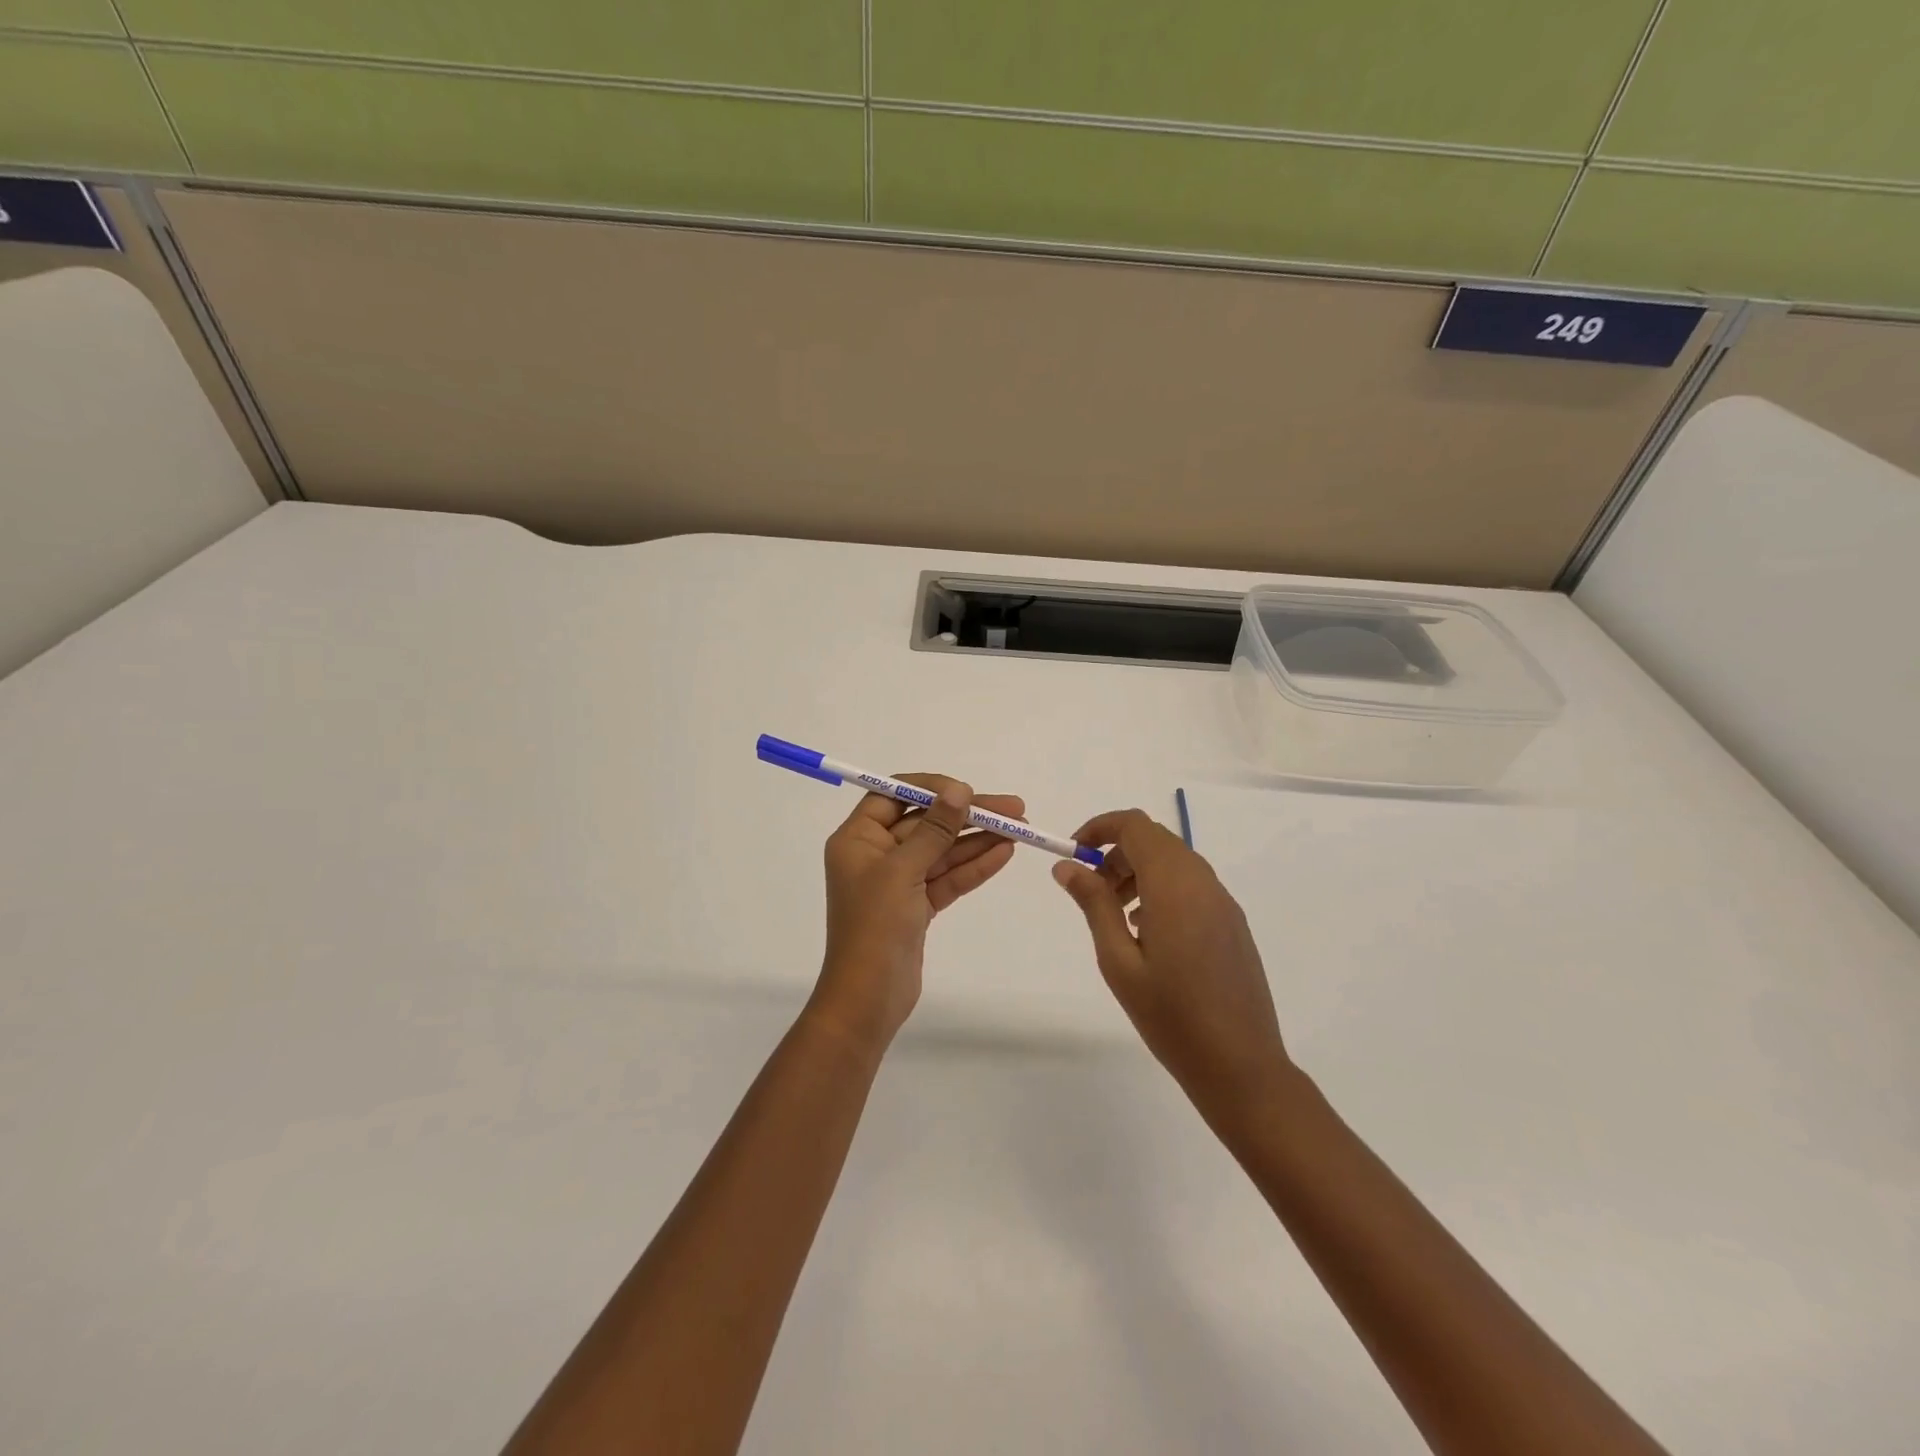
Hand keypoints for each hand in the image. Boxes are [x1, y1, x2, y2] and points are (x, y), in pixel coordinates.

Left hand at [810, 775, 1025, 1054]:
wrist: (868, 999)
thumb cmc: (874, 927)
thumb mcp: (902, 871)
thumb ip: (934, 829)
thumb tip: (959, 791)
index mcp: (857, 839)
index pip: (893, 796)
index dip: (931, 789)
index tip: (967, 790)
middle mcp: (875, 854)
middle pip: (925, 822)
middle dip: (967, 816)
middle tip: (1013, 808)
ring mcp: (898, 882)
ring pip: (942, 851)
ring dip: (978, 840)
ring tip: (1020, 828)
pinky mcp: (917, 907)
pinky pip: (948, 878)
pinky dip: (974, 866)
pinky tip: (1005, 853)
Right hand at [1052, 809, 1291, 1131]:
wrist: (1241, 1065)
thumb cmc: (1170, 1016)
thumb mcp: (1118, 960)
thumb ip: (1094, 904)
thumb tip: (1067, 865)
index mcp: (1174, 885)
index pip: (1134, 825)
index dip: (1100, 828)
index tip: (1074, 852)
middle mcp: (1203, 882)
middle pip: (1155, 839)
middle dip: (1117, 851)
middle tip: (1091, 888)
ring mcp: (1223, 902)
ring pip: (1174, 860)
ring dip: (1139, 870)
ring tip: (1116, 914)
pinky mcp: (1232, 922)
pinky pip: (1192, 884)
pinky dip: (1162, 888)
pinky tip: (1148, 932)